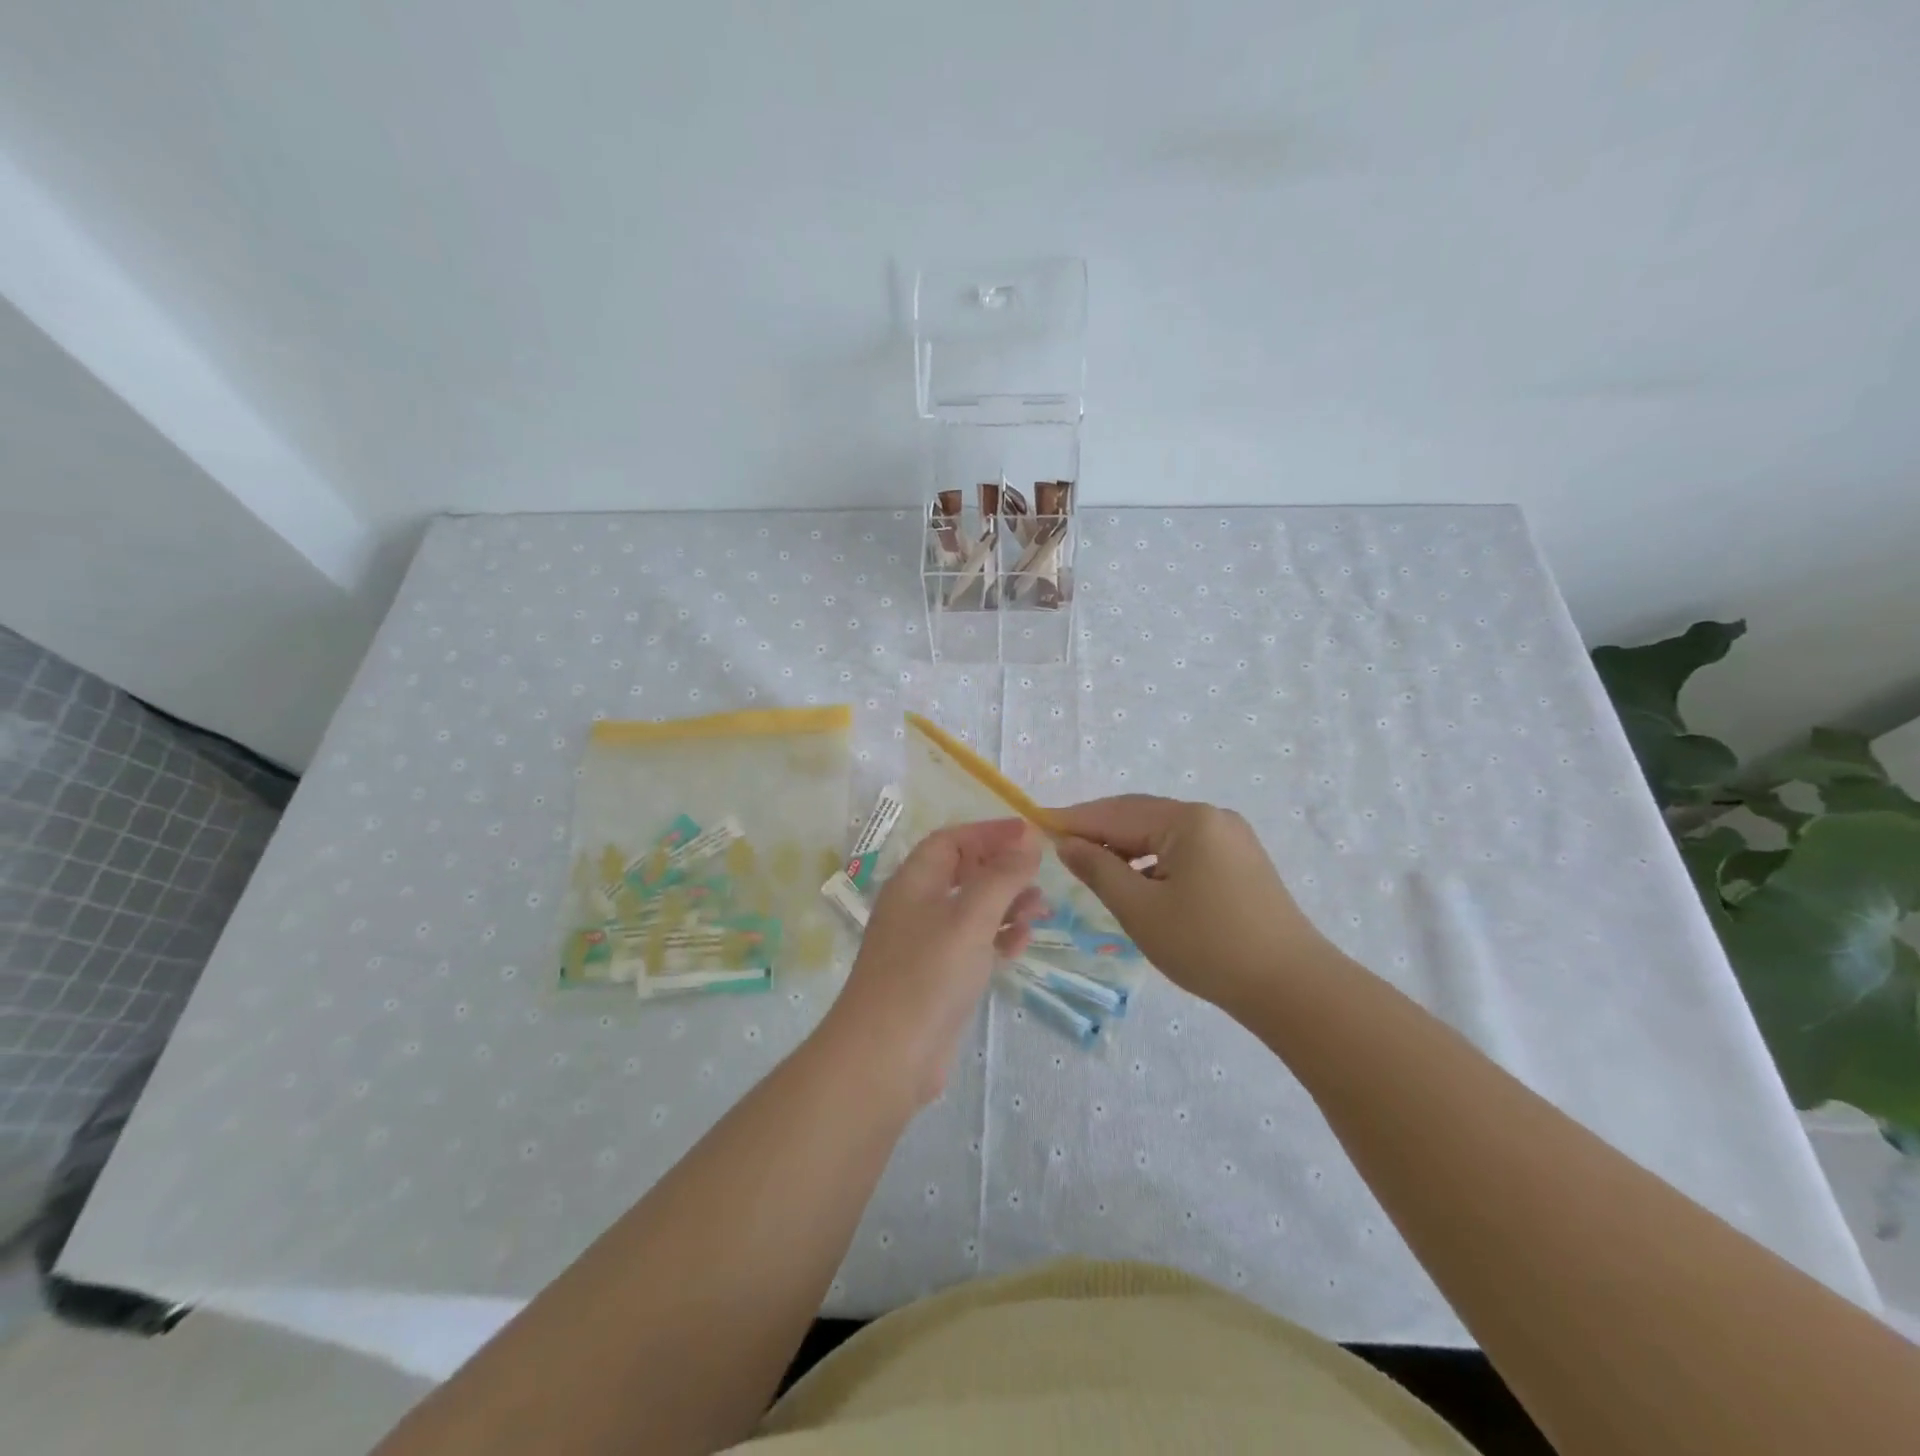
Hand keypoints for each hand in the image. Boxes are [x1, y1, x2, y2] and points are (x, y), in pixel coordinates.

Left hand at [822, 819, 1042, 1105]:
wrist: (886, 1056)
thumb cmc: (927, 974)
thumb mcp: (970, 917)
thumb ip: (1002, 875)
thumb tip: (1028, 837)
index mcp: (914, 882)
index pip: (951, 840)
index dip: (989, 832)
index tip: (1029, 834)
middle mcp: (917, 907)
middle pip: (963, 873)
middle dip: (1003, 870)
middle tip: (1040, 875)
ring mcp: (927, 945)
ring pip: (972, 911)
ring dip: (1007, 904)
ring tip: (1042, 908)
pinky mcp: (939, 978)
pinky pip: (973, 945)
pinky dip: (999, 939)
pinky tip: (1023, 942)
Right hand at [1052, 796, 1341, 1014]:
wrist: (1292, 988)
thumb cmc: (1207, 946)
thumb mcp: (1141, 909)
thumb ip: (1098, 870)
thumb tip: (1068, 844)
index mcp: (1188, 820)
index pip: (1117, 812)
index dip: (1075, 820)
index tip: (1037, 825)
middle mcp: (1212, 816)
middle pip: (1140, 816)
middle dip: (1099, 831)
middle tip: (1060, 848)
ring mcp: (1231, 837)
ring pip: (1162, 833)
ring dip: (1126, 847)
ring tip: (1094, 869)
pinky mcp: (1241, 860)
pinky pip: (1184, 848)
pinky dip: (1154, 860)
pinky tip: (1138, 881)